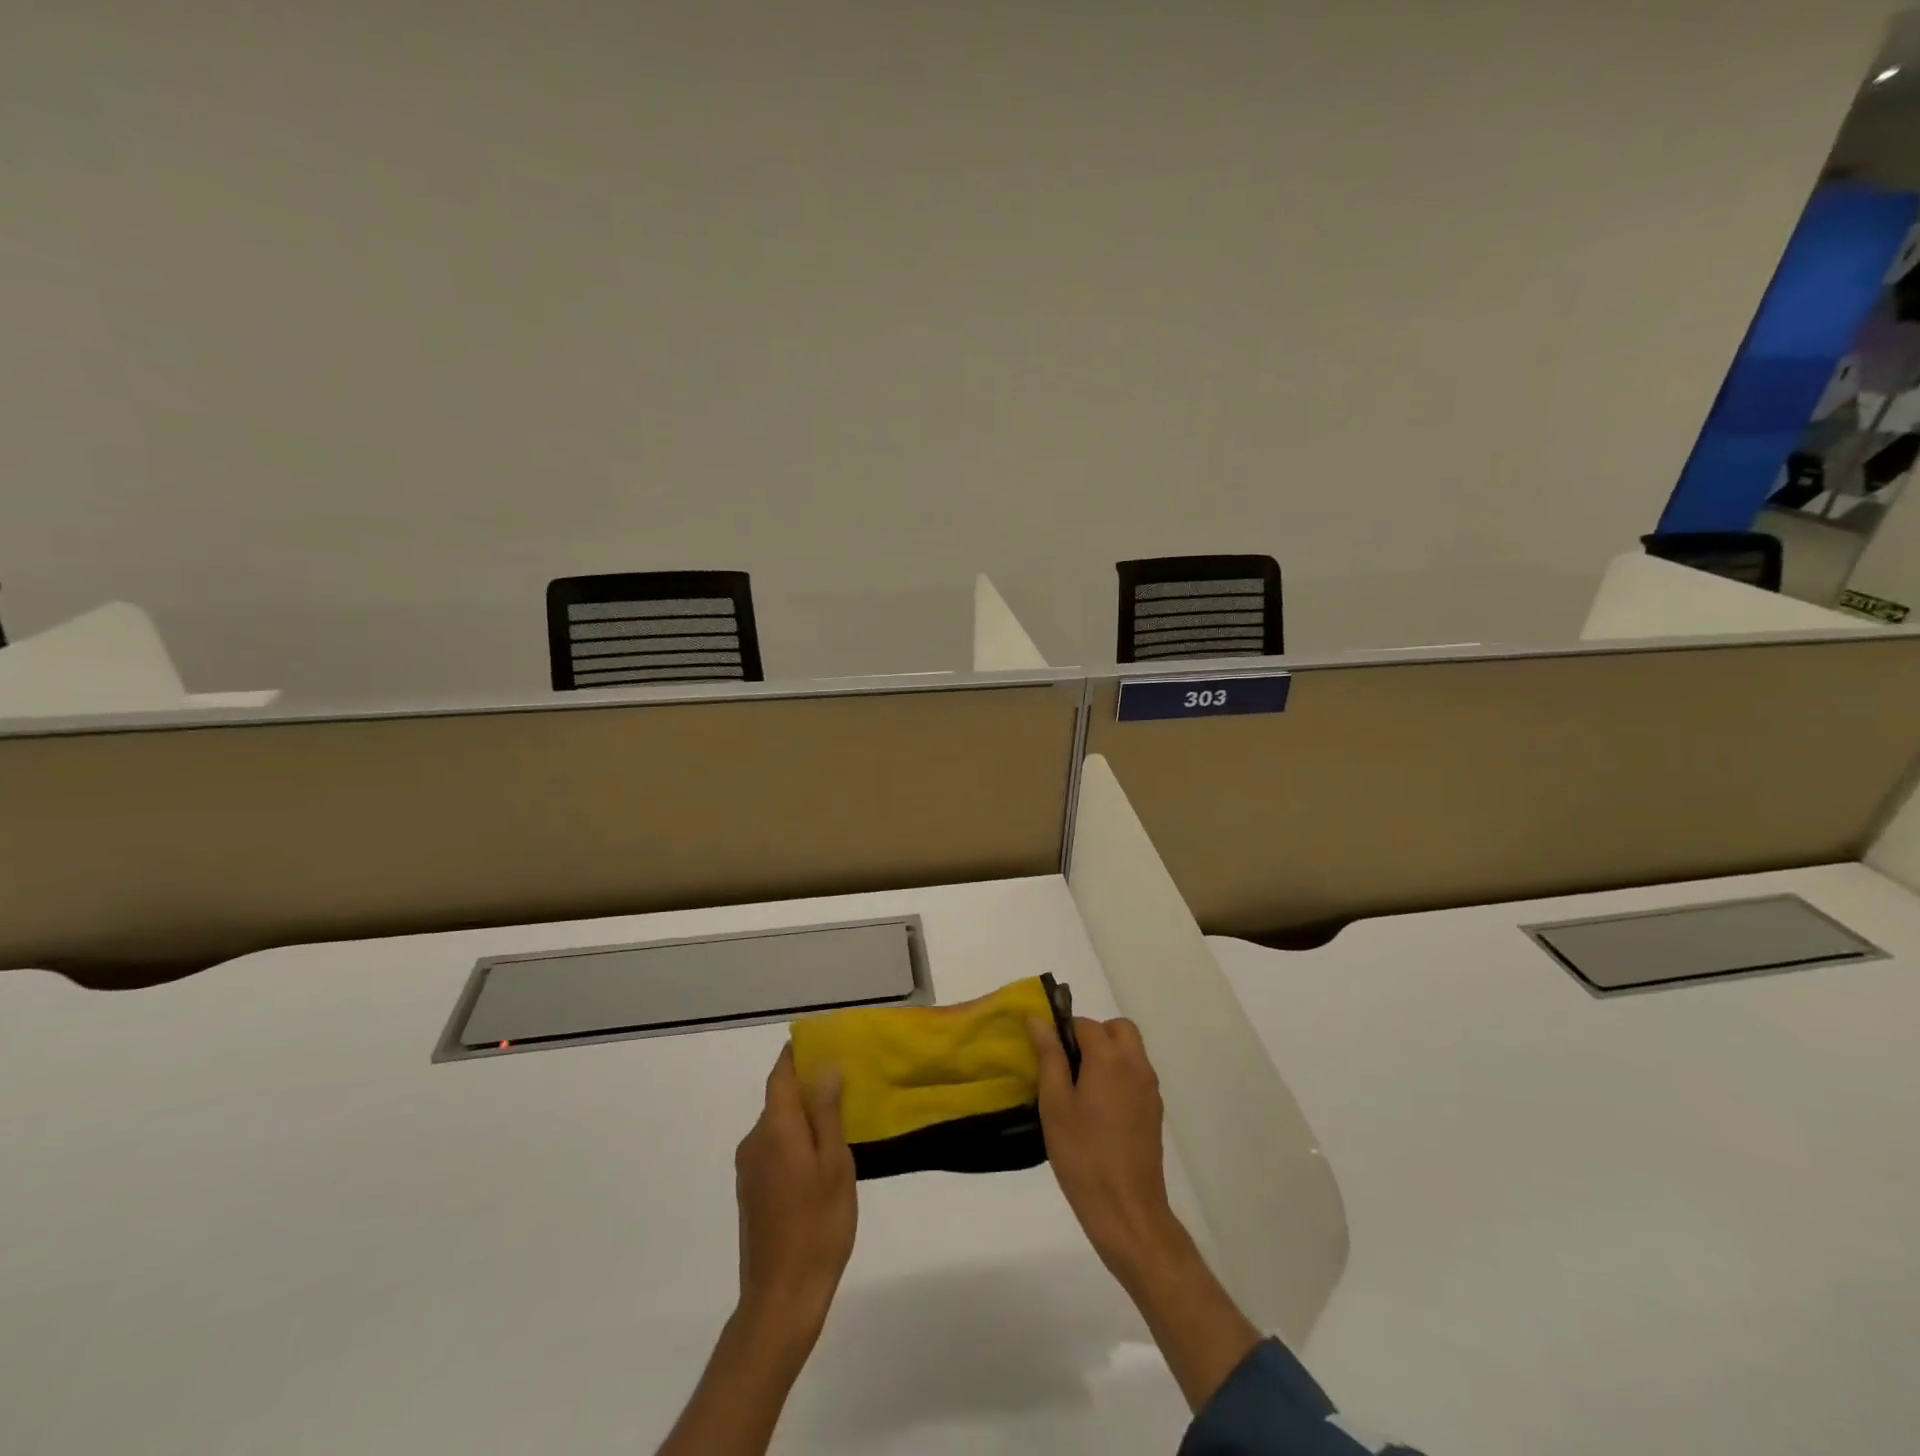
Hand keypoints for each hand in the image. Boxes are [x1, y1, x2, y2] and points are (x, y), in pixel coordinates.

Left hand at [733, 1044, 857, 1339]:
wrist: (780, 1300)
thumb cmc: (817, 1227)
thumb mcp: (835, 1165)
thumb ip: (828, 1114)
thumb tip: (825, 1069)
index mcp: (776, 1128)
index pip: (781, 1074)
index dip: (797, 1054)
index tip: (821, 1041)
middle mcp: (755, 1141)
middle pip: (779, 1098)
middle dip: (807, 1086)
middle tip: (845, 1084)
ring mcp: (749, 1168)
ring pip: (778, 1125)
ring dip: (803, 1117)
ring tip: (840, 1123)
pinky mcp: (751, 1192)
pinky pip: (774, 1148)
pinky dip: (795, 1141)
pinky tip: (820, 1161)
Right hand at [1029, 1015, 1261, 1413]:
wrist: (1127, 1211)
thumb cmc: (1083, 1156)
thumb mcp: (1055, 1104)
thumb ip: (1049, 1057)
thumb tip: (1038, 1020)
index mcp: (1110, 1058)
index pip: (1085, 1024)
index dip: (1063, 1031)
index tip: (1046, 1054)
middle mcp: (1136, 1065)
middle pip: (1118, 1029)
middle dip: (1093, 1035)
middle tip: (1068, 1063)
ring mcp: (1149, 1089)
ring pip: (1130, 1051)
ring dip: (1108, 1054)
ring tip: (1080, 1088)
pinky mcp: (1154, 1111)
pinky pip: (1136, 1075)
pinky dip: (1119, 1075)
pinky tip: (1098, 1110)